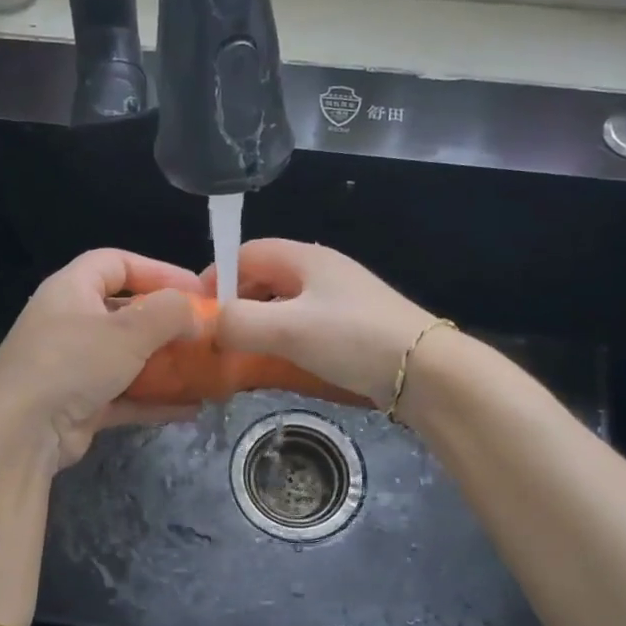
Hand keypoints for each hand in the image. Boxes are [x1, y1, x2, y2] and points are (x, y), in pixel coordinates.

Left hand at [0, 249, 202, 471]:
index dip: (157, 270)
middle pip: (125, 313)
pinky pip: (125, 396)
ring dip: (165, 365)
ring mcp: (73, 367)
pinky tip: (190, 408)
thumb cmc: (73, 363)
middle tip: (205, 333)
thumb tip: (198, 313)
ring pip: (127, 358)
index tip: (195, 289)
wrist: (20, 431)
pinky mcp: (80, 405)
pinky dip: (155, 400)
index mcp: (71, 290)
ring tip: (204, 371)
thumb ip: (170, 313)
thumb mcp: (129, 331)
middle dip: (166, 323)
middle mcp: (69, 323)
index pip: (115, 263)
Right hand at [203, 239, 435, 406]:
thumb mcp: (287, 329)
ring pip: (282, 303)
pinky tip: (277, 363)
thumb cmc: (352, 339)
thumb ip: (238, 323)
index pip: (245, 252)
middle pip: (262, 277)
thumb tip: (207, 326)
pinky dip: (281, 339)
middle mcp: (321, 271)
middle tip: (218, 337)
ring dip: (258, 324)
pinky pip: (302, 324)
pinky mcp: (350, 327)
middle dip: (235, 303)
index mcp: (305, 258)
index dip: (216, 275)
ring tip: (241, 354)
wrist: (427, 373)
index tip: (198, 312)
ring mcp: (338, 299)